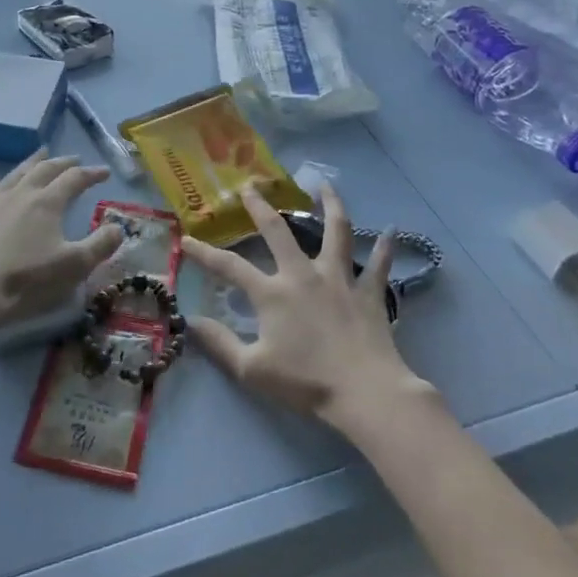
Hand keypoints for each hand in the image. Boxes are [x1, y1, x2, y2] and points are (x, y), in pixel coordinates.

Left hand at [0, 149, 124, 333]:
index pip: (75, 178)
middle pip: (45, 169)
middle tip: (75, 159)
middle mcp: (22, 193)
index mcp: (48, 202)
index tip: (104, 173)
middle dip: (63, 162)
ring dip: (33, 162)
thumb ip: (100, 245)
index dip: (92, 174)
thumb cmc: (27, 280)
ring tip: (42, 154)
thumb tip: (118, 227)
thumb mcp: (74, 266)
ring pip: (17, 172)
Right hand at [182, 182, 429, 429]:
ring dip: (331, 206)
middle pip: (279, 232)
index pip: (230, 267)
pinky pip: (379, 264)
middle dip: (261, 208)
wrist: (363, 391)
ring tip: (326, 185)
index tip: (186, 239)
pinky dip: (385, 247)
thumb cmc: (306, 382)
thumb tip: (190, 321)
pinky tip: (391, 230)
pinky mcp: (369, 291)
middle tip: (251, 187)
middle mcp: (303, 275)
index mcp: (272, 293)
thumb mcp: (252, 369)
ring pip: (336, 232)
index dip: (204, 253)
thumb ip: (220, 343)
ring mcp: (339, 279)